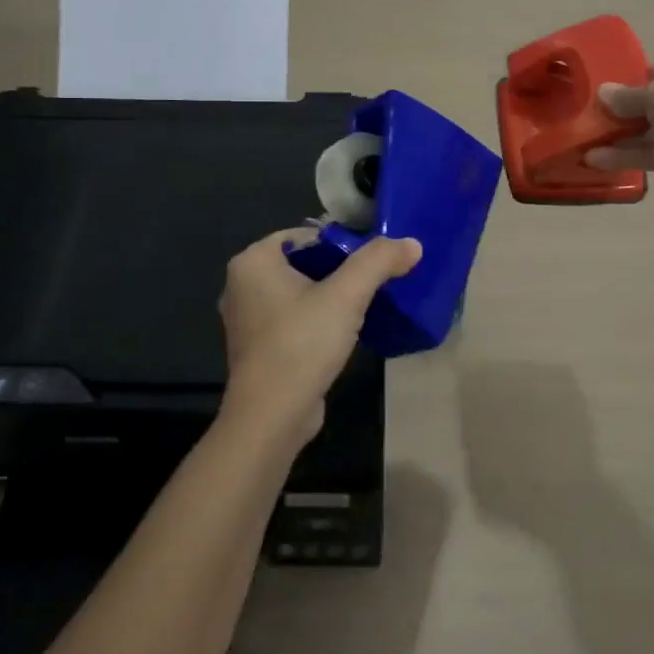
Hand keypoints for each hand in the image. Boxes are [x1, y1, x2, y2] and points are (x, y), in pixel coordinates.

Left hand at [218, 230, 422, 446]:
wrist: (271, 418)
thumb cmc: (302, 345)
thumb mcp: (346, 296)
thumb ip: (378, 262)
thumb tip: (412, 243)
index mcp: (252, 261)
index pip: (306, 235)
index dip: (342, 242)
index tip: (373, 260)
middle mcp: (241, 284)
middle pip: (303, 262)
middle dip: (339, 270)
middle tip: (374, 281)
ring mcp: (247, 318)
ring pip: (299, 291)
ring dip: (330, 295)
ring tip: (364, 305)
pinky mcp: (258, 347)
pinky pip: (293, 318)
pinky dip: (316, 319)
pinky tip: (343, 332)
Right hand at [583, 51, 653, 207]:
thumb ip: (628, 96)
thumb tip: (602, 92)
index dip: (639, 76)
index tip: (609, 88)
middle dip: (625, 109)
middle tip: (591, 115)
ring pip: (653, 130)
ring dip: (621, 136)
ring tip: (584, 140)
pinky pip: (653, 155)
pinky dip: (627, 157)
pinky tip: (595, 160)